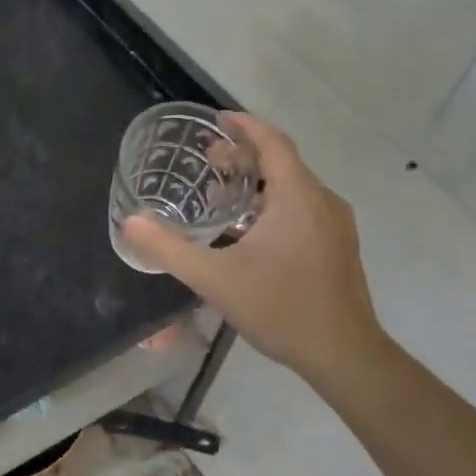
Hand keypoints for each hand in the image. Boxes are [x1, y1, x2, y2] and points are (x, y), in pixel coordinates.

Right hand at [121, 113, 385, 385]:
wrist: (345, 356)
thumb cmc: (281, 308)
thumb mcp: (215, 278)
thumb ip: (169, 249)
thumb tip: (130, 223)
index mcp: (298, 197)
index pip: (273, 142)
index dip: (245, 125)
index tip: (218, 119)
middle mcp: (322, 202)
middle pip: (283, 163)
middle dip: (245, 155)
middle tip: (209, 161)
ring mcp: (335, 226)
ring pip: (294, 187)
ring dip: (258, 182)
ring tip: (222, 195)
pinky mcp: (338, 247)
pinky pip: (303, 208)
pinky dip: (273, 204)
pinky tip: (249, 232)